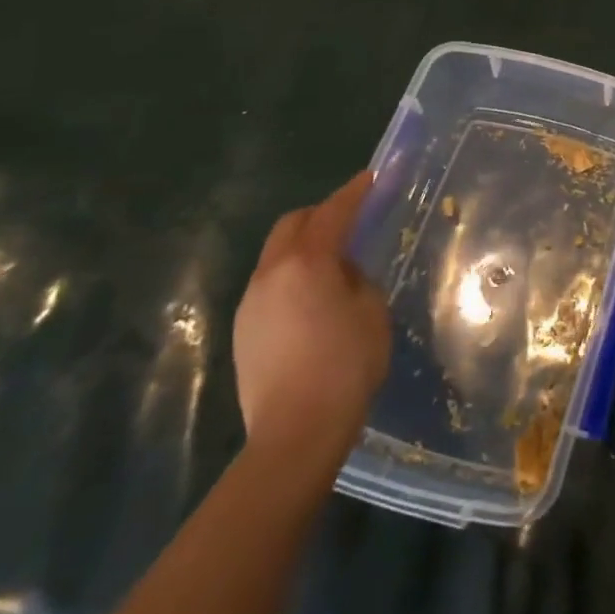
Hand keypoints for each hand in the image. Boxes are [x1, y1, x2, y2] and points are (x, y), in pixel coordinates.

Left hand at [233, 173, 391, 478]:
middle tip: (350, 220)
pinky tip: (311, 301)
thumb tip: (342, 273)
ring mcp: (251, 302)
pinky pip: (270, 284)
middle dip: (321, 215)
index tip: (370, 179)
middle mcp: (271, 273)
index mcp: (308, 263)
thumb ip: (357, 279)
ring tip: (332, 264)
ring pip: (277, 255)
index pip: (333, 213)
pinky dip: (292, 276)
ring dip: (304, 247)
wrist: (295, 434)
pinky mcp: (242, 330)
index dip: (354, 193)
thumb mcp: (371, 312)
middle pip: (293, 225)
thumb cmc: (346, 366)